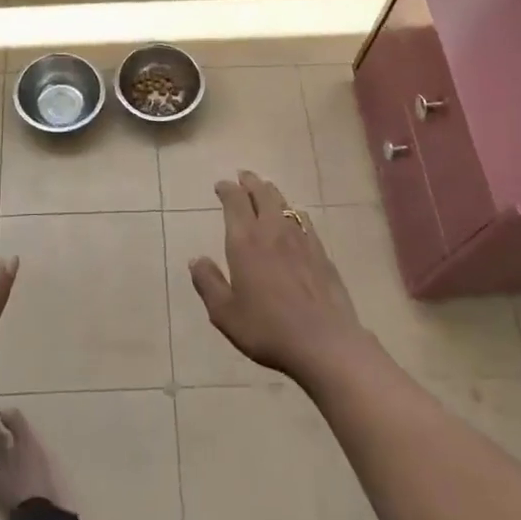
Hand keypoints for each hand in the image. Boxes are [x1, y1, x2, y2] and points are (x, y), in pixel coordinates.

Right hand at [189, 170, 373, 385]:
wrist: (324, 343)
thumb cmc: (267, 329)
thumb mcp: (225, 313)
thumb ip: (208, 283)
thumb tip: (196, 259)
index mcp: (245, 242)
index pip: (235, 202)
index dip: (227, 189)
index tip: (221, 185)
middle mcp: (273, 231)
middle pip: (263, 194)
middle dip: (250, 182)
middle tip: (243, 176)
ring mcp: (301, 240)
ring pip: (284, 204)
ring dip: (272, 193)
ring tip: (265, 190)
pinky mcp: (321, 253)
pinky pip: (304, 221)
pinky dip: (293, 212)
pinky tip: (294, 219)